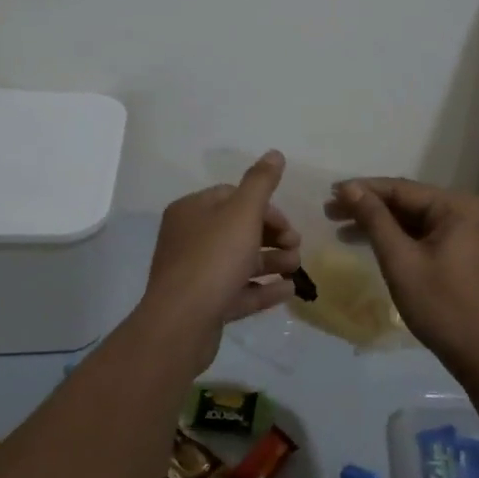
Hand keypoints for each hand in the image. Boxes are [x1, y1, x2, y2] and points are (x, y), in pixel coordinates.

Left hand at [139, 152, 301, 360]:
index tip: (287, 225)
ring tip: (297, 268)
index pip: (233, 197)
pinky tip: (289, 290)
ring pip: (240, 261)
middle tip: (297, 246)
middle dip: (273, 237)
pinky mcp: (204, 305)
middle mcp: (189, 239)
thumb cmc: (213, 259)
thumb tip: (275, 153)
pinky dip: (263, 288)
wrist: (181, 324)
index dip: (265, 209)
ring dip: (272, 262)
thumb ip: (261, 183)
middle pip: (238, 229)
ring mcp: (195, 274)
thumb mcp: (243, 213)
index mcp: (192, 211)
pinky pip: (238, 291)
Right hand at [326, 178, 478, 372]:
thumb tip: (350, 189)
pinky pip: (424, 236)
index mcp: (457, 206)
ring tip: (340, 229)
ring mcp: (466, 233)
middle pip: (407, 202)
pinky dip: (397, 240)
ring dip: (379, 224)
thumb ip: (375, 220)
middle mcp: (465, 211)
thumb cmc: (443, 305)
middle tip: (329, 212)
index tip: (329, 194)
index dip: (362, 190)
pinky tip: (371, 244)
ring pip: (413, 221)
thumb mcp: (402, 261)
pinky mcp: (462, 253)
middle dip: (368, 207)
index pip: (400, 188)